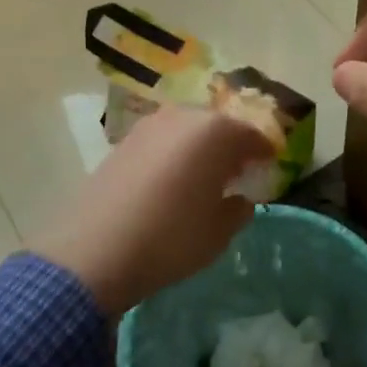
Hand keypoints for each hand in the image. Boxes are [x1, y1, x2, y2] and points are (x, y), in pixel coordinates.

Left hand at [31, 104, 272, 314]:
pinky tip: (171, 182)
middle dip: (231, 147)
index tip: (269, 168)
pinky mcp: (124, 141)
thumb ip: (238, 210)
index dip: (264, 153)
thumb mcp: (219, 233)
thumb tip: (239, 199)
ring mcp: (149, 125)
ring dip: (200, 150)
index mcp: (216, 132)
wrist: (96, 249)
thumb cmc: (171, 238)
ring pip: (188, 131)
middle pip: (219, 127)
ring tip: (203, 178)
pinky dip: (173, 155)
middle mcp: (183, 117)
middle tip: (238, 173)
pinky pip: (162, 142)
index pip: (252, 136)